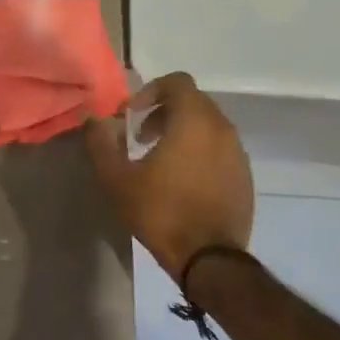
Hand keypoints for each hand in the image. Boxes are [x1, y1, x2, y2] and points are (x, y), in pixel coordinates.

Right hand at [85, 72, 252, 280]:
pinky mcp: (245, 176)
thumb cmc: (161, 211)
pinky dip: (199, 152)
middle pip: (193, 102)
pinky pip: (220, 150)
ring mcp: (238, 153)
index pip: (177, 82)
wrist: (209, 258)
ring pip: (208, 126)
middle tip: (139, 138)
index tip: (131, 117)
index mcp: (194, 121)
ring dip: (182, 133)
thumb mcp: (117, 179)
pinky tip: (181, 182)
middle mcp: (222, 128)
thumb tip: (94, 120)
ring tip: (159, 161)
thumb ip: (101, 143)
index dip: (150, 92)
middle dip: (163, 112)